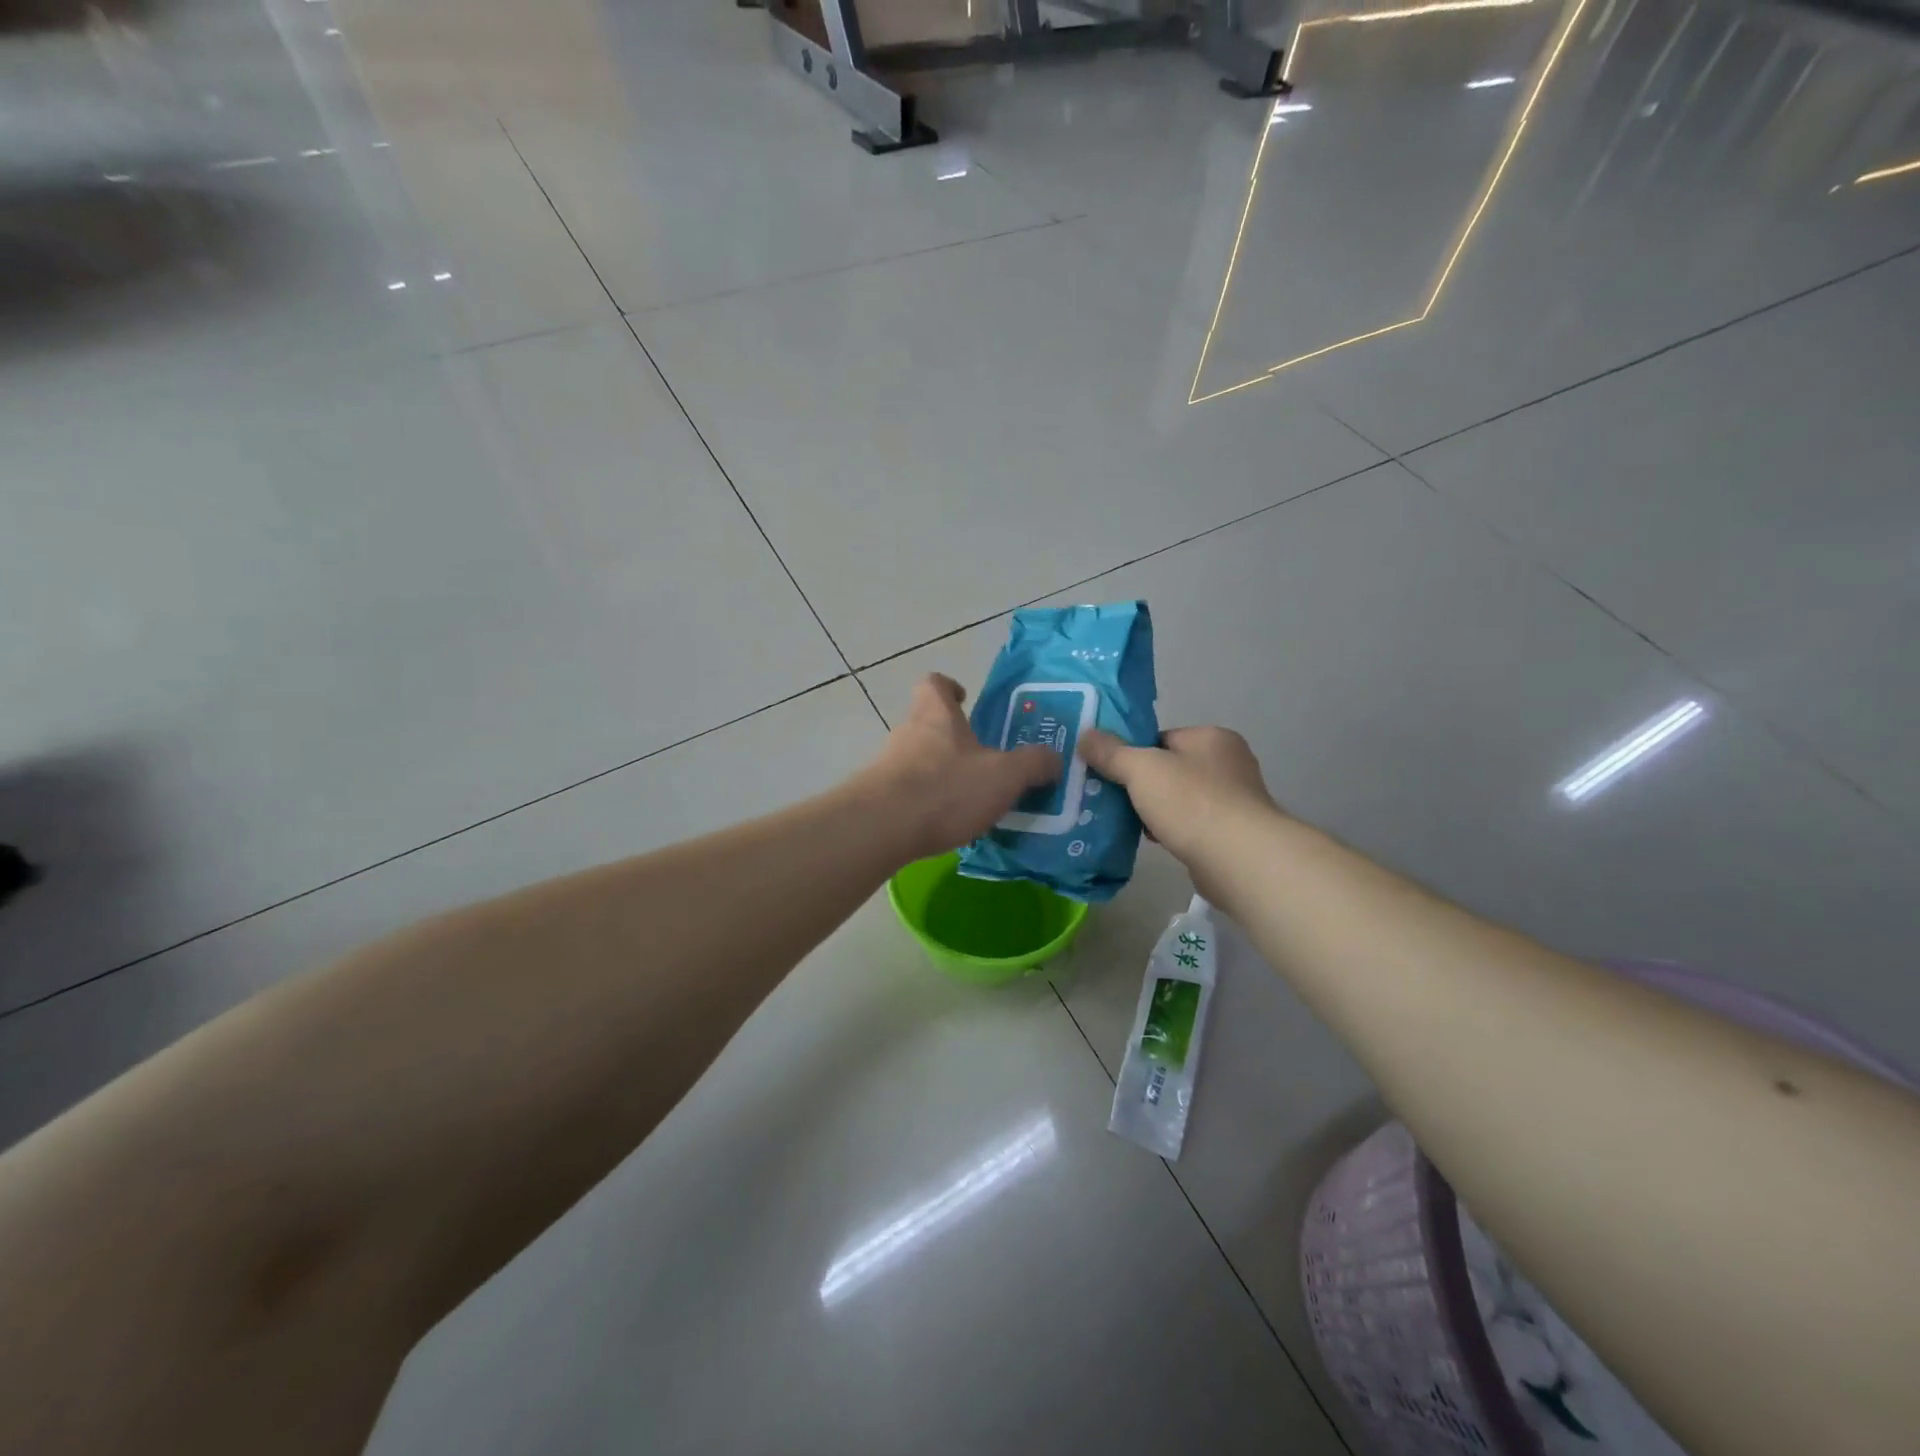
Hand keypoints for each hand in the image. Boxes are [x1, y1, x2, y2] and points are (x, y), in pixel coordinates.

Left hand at [858, 674, 1062, 862]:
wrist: (882, 828)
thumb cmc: (946, 789)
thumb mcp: (1004, 776)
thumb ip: (1033, 764)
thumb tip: (1054, 759)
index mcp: (936, 715)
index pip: (934, 683)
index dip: (949, 688)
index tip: (964, 699)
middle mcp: (907, 733)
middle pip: (927, 723)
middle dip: (953, 739)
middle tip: (983, 760)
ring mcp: (888, 765)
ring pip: (917, 759)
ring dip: (940, 773)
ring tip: (970, 799)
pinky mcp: (877, 798)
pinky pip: (908, 792)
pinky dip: (926, 803)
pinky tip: (946, 825)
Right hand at [1079, 725, 1276, 867]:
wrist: (1238, 860)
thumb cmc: (1192, 803)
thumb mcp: (1142, 769)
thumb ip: (1112, 752)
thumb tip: (1085, 736)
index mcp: (1212, 738)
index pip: (1162, 738)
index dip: (1133, 753)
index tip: (1109, 771)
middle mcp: (1229, 764)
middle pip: (1170, 769)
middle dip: (1141, 785)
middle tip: (1110, 797)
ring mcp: (1234, 801)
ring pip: (1179, 799)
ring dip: (1154, 810)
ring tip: (1125, 822)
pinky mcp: (1232, 834)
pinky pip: (1190, 825)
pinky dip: (1170, 831)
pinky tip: (1152, 841)